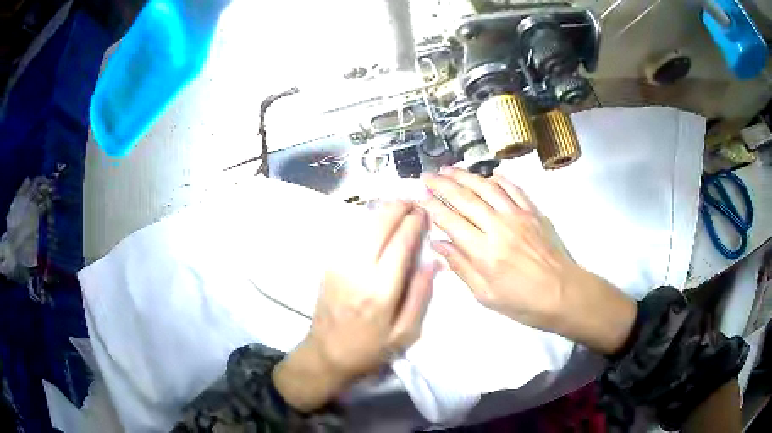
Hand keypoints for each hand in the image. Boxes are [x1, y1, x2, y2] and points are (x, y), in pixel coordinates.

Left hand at [273, 201, 437, 411]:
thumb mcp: (404, 333)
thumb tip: (433, 263)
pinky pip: (351, 234)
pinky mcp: (329, 264)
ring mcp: (339, 264)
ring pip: (363, 225)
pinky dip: (367, 222)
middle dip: (398, 208)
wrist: (326, 353)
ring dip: (382, 211)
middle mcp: (358, 270)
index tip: (425, 212)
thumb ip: (420, 295)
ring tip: (399, 207)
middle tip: (413, 202)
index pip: (400, 243)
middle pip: (379, 225)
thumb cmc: (369, 348)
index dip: (414, 223)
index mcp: (381, 289)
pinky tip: (378, 222)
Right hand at [421, 167, 635, 354]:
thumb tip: (439, 244)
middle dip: (442, 184)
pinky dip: (498, 179)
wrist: (563, 294)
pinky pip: (513, 189)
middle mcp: (498, 227)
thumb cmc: (523, 302)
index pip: (451, 221)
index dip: (432, 207)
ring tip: (449, 169)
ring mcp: (518, 215)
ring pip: (486, 187)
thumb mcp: (486, 295)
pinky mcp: (533, 212)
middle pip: (465, 198)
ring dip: (465, 176)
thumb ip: (461, 267)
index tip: (419, 198)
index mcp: (484, 252)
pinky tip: (487, 175)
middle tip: (426, 175)